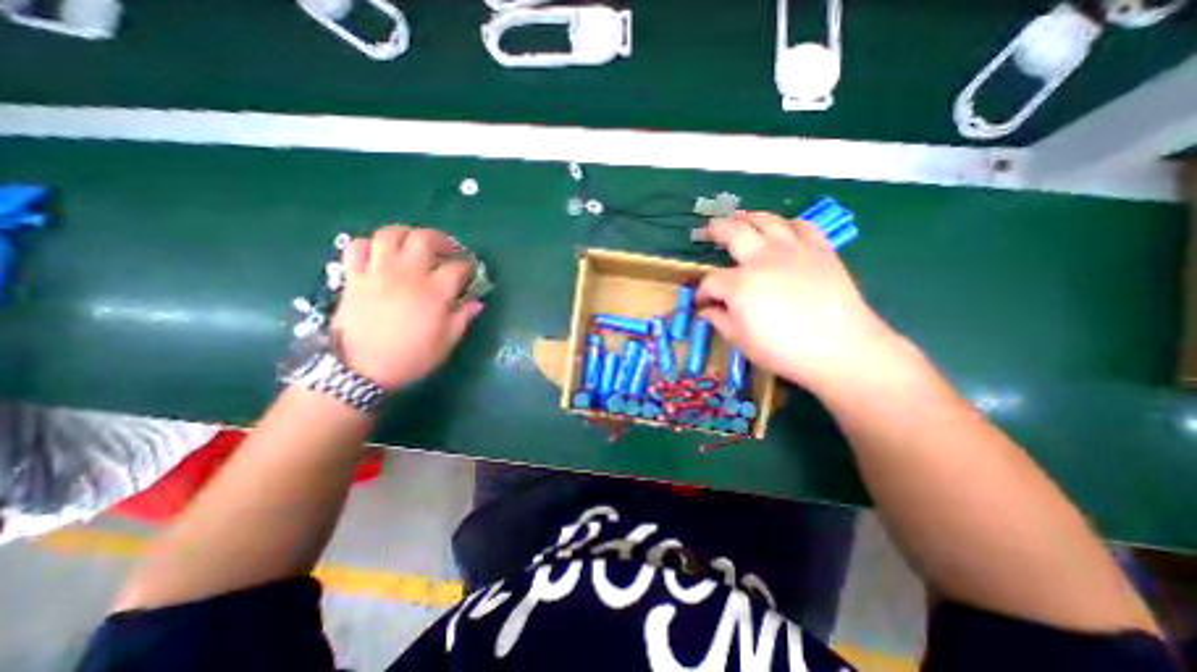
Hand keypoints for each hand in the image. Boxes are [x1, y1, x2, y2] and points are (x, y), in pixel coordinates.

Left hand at [330, 227, 478, 389]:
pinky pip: (358, 246)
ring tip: (415, 245)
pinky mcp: (354, 277)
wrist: (359, 371)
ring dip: (407, 234)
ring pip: (390, 234)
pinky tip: (381, 254)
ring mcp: (377, 272)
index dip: (469, 265)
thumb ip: (463, 318)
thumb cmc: (410, 358)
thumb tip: (476, 302)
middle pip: (425, 239)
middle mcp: (407, 275)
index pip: (457, 267)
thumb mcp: (446, 343)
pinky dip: (371, 245)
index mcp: (434, 293)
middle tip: (448, 251)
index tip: (472, 270)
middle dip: (442, 240)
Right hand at [703, 208, 898, 387]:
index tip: (702, 302)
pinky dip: (788, 224)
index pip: (711, 281)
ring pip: (766, 220)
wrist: (842, 349)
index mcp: (739, 284)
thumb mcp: (741, 341)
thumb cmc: (784, 350)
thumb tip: (705, 310)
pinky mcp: (820, 250)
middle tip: (709, 231)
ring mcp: (793, 250)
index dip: (702, 292)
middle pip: (734, 233)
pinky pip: (802, 226)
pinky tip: (782, 229)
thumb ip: (719, 321)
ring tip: (739, 218)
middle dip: (716, 230)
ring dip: (748, 217)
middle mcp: (762, 259)